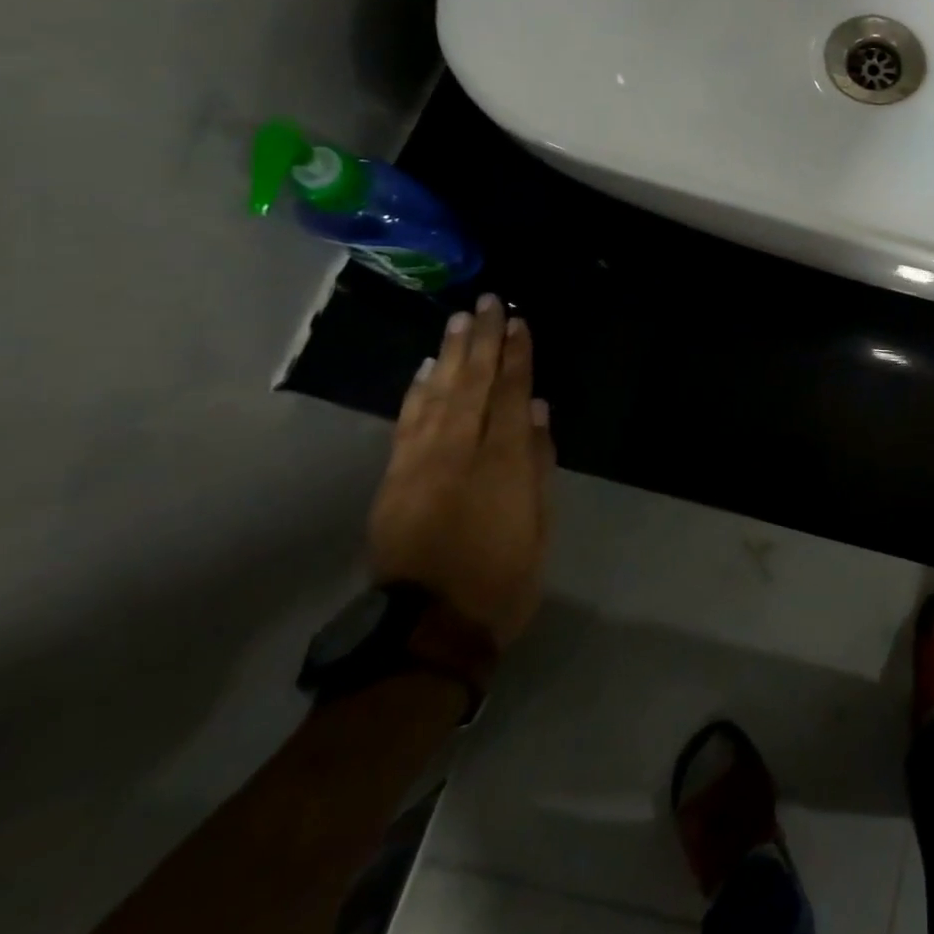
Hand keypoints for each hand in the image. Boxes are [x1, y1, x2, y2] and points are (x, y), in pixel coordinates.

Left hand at [368, 294, 555, 646]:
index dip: (517, 356)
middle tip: (487, 303)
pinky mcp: (394, 479)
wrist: (426, 630)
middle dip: (483, 341)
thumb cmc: (502, 579)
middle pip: (474, 385)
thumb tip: (539, 410)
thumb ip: (540, 463)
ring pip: (439, 395)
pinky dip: (418, 392)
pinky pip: (407, 423)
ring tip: (459, 320)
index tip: (518, 322)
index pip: (512, 394)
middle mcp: (460, 452)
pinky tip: (427, 368)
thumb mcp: (539, 525)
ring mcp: (420, 463)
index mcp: (503, 463)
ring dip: (451, 355)